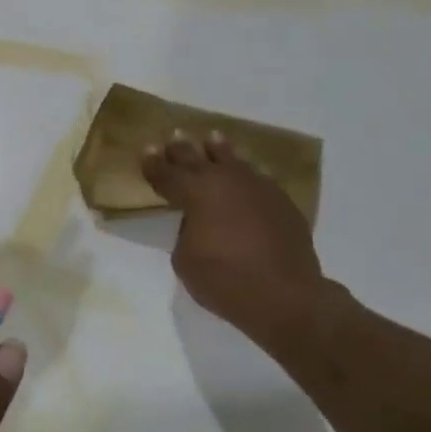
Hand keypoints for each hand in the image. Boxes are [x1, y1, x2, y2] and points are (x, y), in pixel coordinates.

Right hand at [142, 129, 329, 349]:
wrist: (284, 295)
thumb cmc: (224, 279)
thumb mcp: (185, 258)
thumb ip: (185, 231)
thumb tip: (197, 221)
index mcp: (195, 193)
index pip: (167, 173)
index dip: (153, 163)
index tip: (145, 150)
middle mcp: (225, 181)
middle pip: (197, 158)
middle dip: (181, 149)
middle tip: (173, 136)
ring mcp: (257, 187)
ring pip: (233, 159)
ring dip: (218, 149)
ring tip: (212, 137)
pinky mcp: (281, 201)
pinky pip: (258, 176)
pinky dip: (247, 171)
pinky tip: (247, 169)